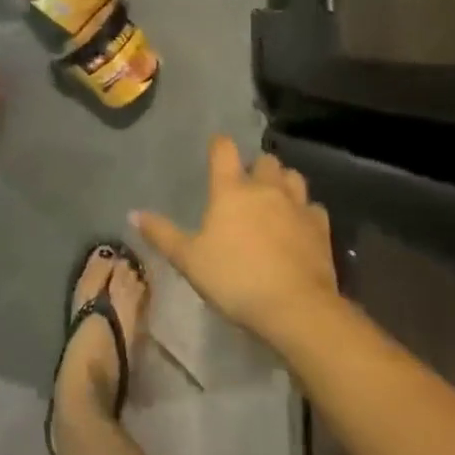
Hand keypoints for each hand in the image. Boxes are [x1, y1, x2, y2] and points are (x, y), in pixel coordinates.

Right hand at [132, 136, 337, 347]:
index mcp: (231, 189)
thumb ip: (162, 234)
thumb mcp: (189, 260)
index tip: (216, 150)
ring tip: (276, 199)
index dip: (219, 145)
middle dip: (257, 167)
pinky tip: (300, 227)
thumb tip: (133, 213)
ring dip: (284, 183)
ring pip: (293, 177)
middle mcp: (265, 188)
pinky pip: (313, 208)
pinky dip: (306, 212)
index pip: (224, 149)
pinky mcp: (321, 228)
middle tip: (247, 185)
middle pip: (265, 160)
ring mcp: (297, 205)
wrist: (296, 308)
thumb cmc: (235, 279)